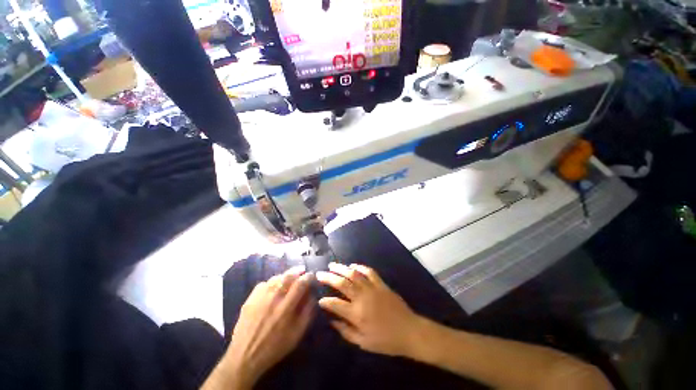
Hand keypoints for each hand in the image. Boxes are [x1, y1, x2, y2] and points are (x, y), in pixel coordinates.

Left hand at [222, 266, 313, 388]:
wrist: (244, 357)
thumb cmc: (274, 348)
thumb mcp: (296, 335)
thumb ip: (307, 314)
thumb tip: (313, 297)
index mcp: (286, 307)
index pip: (301, 283)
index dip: (308, 277)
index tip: (312, 276)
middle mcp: (273, 298)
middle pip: (288, 276)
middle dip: (298, 271)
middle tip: (302, 271)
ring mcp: (260, 297)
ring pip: (276, 278)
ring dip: (286, 275)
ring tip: (290, 277)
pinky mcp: (250, 298)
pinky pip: (264, 283)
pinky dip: (272, 281)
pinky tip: (274, 286)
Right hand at [316, 263, 421, 356]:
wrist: (409, 331)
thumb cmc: (385, 341)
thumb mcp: (363, 343)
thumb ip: (345, 331)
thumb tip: (332, 321)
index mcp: (356, 314)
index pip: (335, 304)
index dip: (325, 301)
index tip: (319, 299)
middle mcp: (362, 298)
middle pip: (342, 284)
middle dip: (329, 277)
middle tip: (320, 274)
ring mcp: (372, 288)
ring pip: (354, 274)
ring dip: (342, 268)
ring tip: (332, 265)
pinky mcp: (381, 284)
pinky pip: (369, 272)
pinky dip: (360, 267)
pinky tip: (353, 266)